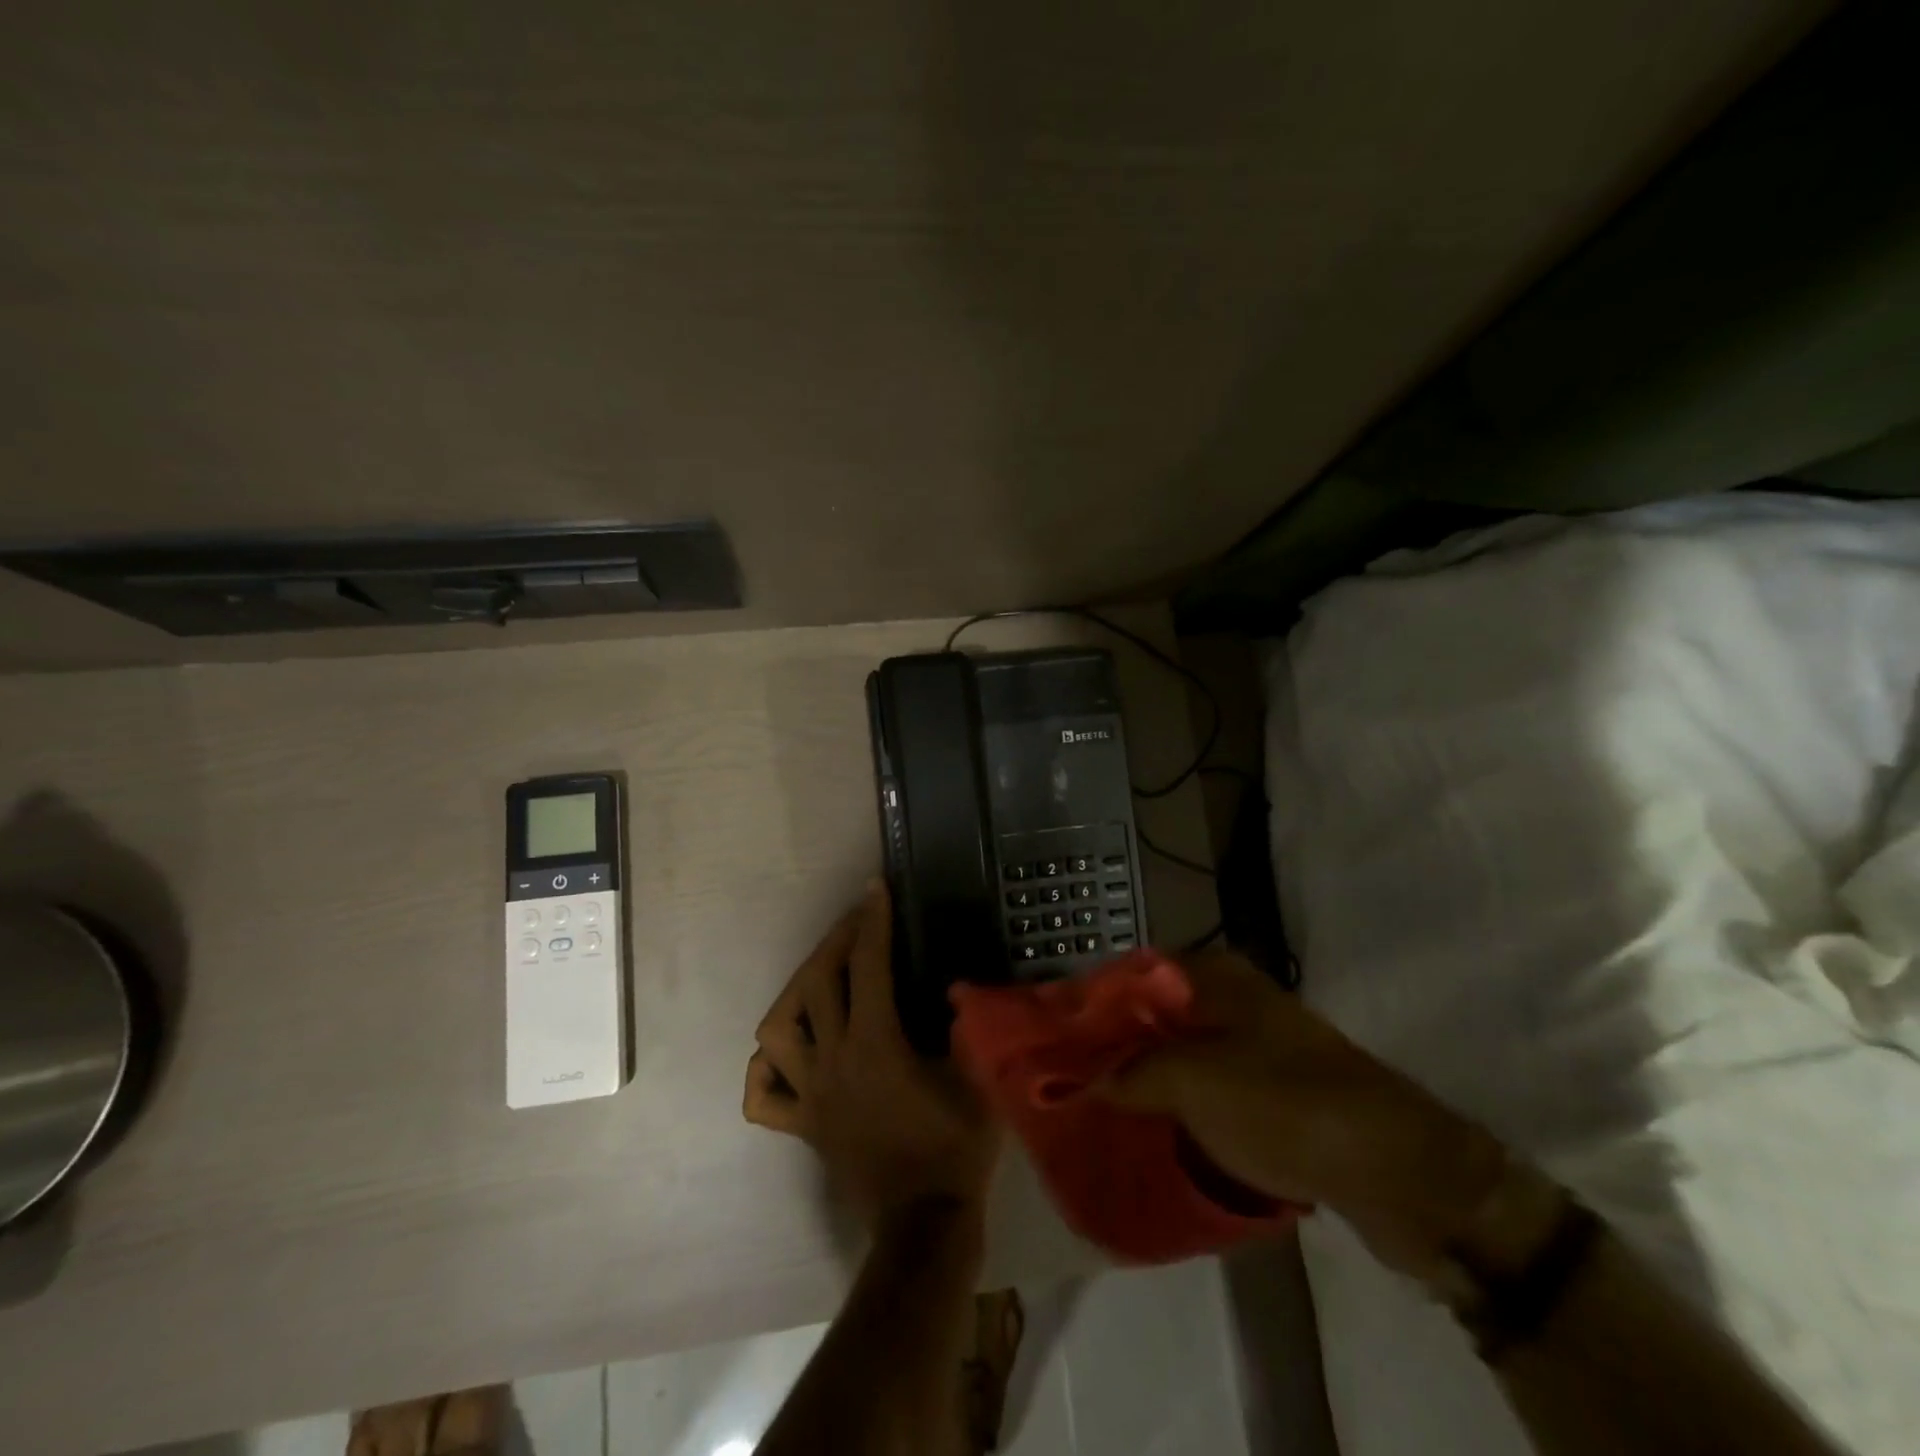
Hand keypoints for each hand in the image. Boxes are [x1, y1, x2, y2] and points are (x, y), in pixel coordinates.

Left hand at [745, 881, 1000, 1227]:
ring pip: (777, 1032)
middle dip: (835, 941)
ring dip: (795, 993)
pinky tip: (787, 1053)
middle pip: (816, 984)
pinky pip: (764, 1096)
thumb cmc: (955, 1148)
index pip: (868, 966)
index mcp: (875, 1045)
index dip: (872, 922)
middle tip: (855, 923)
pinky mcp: (803, 1126)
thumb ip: (965, 1027)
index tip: (875, 890)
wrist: (925, 1224)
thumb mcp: (976, 1078)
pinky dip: (767, 1069)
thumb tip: (953, 988)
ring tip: (819, 978)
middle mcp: (832, 1062)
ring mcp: (810, 1095)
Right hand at [1101, 948, 1508, 1276]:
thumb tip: (1084, 1078)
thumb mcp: (1194, 1083)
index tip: (1056, 1036)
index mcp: (1216, 976)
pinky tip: (1151, 1129)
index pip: (1134, 973)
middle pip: (1155, 1014)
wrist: (1396, 1170)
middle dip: (1115, 1044)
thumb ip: (1131, 1073)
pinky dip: (1180, 1105)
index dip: (1093, 1002)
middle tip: (1070, 1077)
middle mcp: (1235, 1000)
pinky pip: (1210, 1089)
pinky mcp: (1273, 1091)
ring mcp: (1257, 1046)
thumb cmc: (1285, 1105)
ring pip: (1182, 1054)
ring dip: (1146, 1078)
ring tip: (1100, 1107)